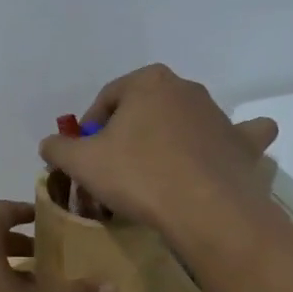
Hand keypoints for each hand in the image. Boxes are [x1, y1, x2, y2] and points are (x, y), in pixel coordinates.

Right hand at [38, 64, 277, 243]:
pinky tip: (218, 155)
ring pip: (184, 123)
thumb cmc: (138, 176)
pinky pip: (235, 137)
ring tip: (153, 178)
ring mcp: (219, 114)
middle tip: (114, 172)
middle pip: (144, 110)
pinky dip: (226, 144)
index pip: (106, 100)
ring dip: (168, 141)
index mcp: (147, 81)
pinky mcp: (242, 143)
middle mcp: (186, 88)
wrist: (205, 210)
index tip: (84, 159)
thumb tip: (50, 144)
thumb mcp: (81, 163)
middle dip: (127, 136)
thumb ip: (58, 148)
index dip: (89, 130)